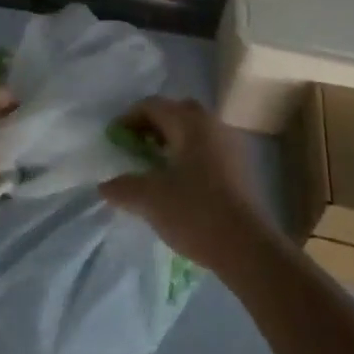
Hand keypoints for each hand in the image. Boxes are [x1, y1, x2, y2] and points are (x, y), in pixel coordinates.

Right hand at [100, 97, 272, 274]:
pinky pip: (207, 149)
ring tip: (154, 167)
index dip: (129, 119)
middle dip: (152, 126)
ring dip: (171, 141)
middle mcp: (212, 125)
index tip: (114, 140)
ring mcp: (230, 146)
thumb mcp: (150, 199)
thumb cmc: (196, 213)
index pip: (152, 105)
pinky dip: (188, 155)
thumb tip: (105, 186)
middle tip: (136, 147)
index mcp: (190, 123)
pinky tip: (178, 183)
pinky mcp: (240, 168)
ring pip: (194, 131)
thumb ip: (123, 187)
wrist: (248, 248)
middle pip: (176, 112)